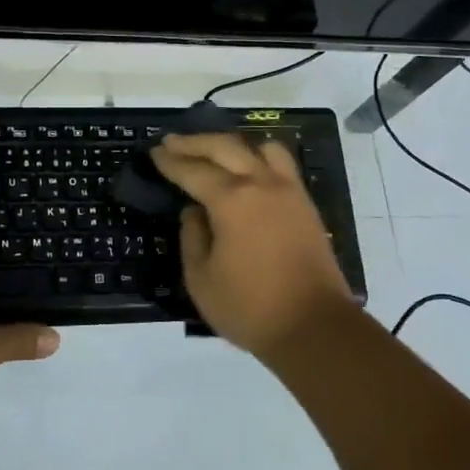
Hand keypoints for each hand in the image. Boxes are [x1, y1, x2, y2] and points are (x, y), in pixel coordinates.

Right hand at [149, 132, 354, 359]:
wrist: (315, 327)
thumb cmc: (250, 308)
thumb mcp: (201, 278)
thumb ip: (192, 238)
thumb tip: (194, 212)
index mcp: (231, 200)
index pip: (193, 170)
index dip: (170, 161)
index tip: (154, 153)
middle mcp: (261, 184)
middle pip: (224, 147)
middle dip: (194, 142)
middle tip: (172, 142)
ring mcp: (288, 191)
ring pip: (258, 147)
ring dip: (231, 144)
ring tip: (214, 151)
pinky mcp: (305, 204)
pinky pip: (281, 163)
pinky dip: (259, 156)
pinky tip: (248, 169)